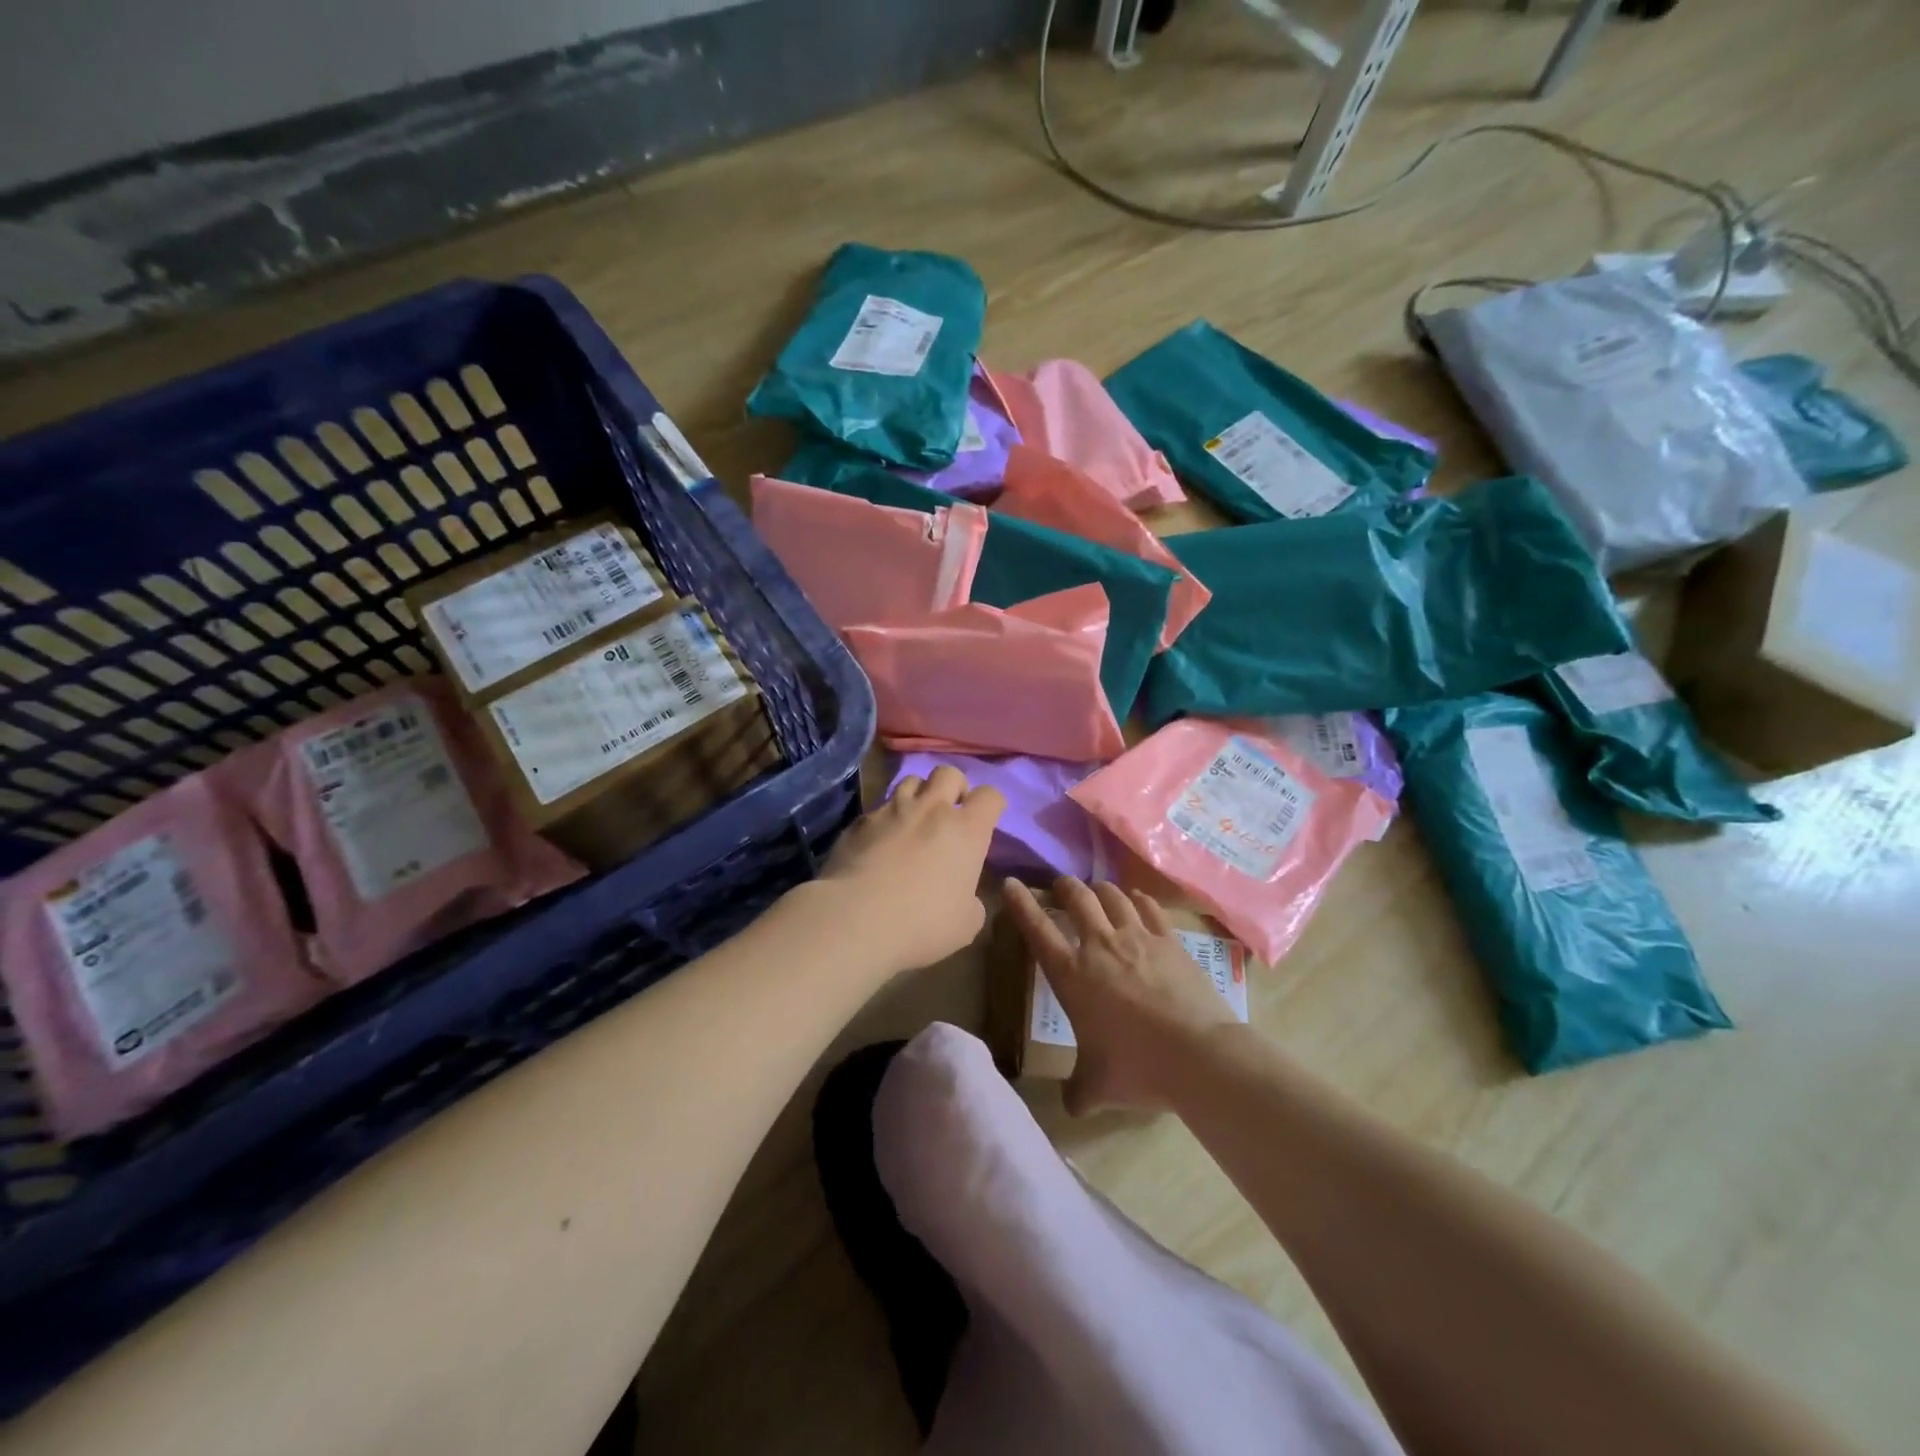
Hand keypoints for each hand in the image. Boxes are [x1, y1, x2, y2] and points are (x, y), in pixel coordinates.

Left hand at [815, 764, 1005, 972]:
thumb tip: (963, 894)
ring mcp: (891, 810)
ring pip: (910, 782)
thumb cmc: (922, 923)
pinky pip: (878, 809)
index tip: (986, 821)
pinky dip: (885, 820)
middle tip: (949, 814)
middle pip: (948, 773)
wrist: (855, 919)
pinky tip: (879, 843)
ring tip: (913, 821)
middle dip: (954, 788)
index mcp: (966, 830)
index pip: (990, 795)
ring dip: (918, 797)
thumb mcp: (966, 924)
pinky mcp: (859, 821)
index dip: (991, 805)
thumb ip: (971, 900)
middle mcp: (931, 809)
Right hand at [1003, 876, 1237, 1115]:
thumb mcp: (1097, 1087)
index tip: (1012, 883)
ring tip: (1096, 890)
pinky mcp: (1170, 940)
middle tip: (1060, 886)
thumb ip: (1078, 1091)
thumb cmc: (1137, 1067)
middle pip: (1077, 899)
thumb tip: (1071, 1103)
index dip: (1020, 904)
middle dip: (1064, 887)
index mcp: (1072, 975)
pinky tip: (1137, 899)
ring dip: (1099, 889)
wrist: (1199, 1055)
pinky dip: (1138, 899)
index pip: (1037, 929)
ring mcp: (1138, 938)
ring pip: (1112, 896)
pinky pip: (1149, 907)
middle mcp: (1100, 946)